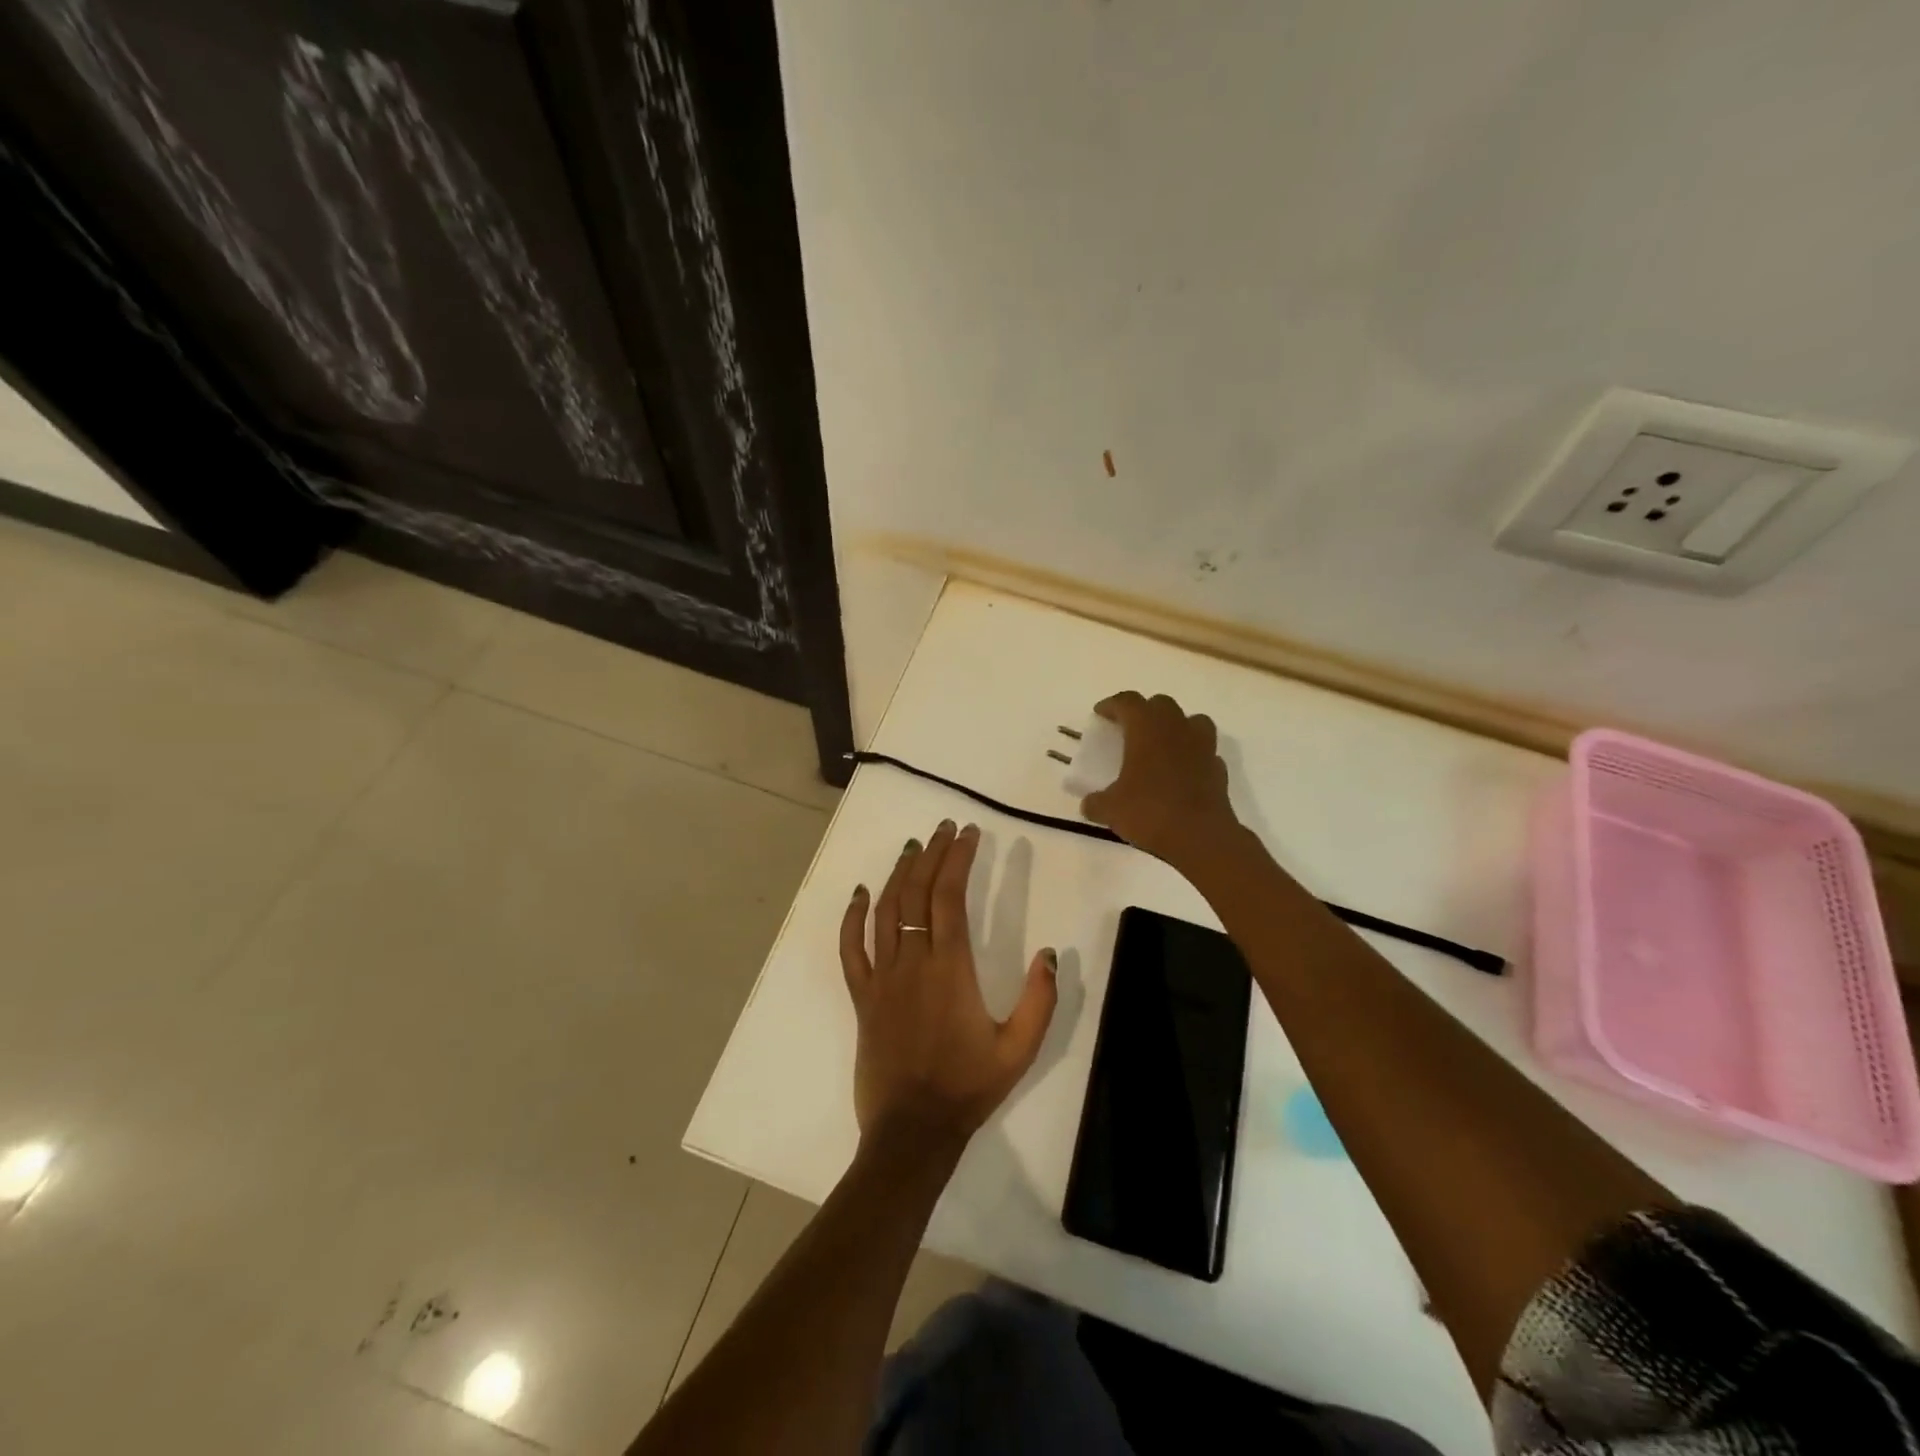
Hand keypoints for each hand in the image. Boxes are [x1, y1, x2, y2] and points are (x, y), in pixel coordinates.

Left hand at [840, 821, 1057, 1151]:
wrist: (912, 1131)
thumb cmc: (968, 1087)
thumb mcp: (1019, 1049)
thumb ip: (1040, 1001)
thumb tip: (1049, 953)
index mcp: (950, 969)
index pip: (950, 897)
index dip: (958, 859)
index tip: (968, 834)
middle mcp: (912, 962)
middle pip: (917, 894)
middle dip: (932, 855)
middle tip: (944, 829)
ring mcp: (882, 978)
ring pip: (885, 911)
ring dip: (898, 874)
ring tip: (913, 847)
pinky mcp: (862, 996)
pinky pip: (851, 949)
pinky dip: (851, 917)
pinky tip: (859, 893)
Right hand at [1080, 691, 1241, 870]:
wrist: (1200, 837)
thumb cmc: (1150, 812)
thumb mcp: (1111, 810)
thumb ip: (1096, 802)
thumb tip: (1089, 804)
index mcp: (1146, 729)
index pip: (1127, 702)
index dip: (1112, 704)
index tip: (1100, 713)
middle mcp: (1176, 728)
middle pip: (1161, 704)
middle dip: (1144, 711)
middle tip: (1129, 729)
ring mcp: (1202, 746)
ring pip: (1191, 720)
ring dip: (1175, 726)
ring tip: (1162, 744)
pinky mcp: (1218, 768)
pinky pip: (1204, 751)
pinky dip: (1192, 755)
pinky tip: (1182, 772)